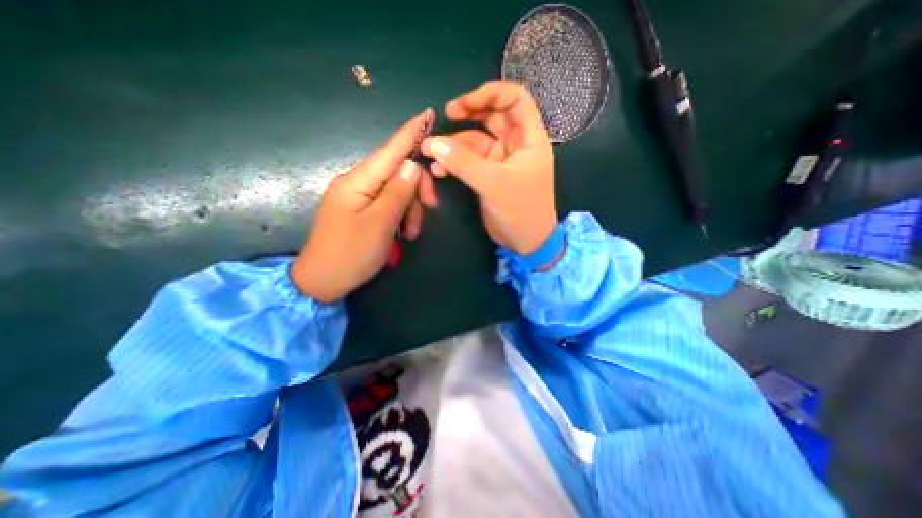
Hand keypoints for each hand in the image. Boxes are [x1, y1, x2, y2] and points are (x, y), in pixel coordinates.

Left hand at [296, 110, 438, 302]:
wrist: (322, 282)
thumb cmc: (350, 255)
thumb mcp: (380, 225)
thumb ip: (397, 193)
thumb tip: (412, 165)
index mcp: (358, 181)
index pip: (390, 150)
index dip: (410, 133)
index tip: (428, 113)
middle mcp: (358, 183)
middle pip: (397, 172)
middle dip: (417, 188)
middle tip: (430, 209)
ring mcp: (359, 197)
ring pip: (396, 190)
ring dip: (410, 207)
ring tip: (411, 233)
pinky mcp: (361, 209)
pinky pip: (388, 203)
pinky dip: (400, 215)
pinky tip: (404, 232)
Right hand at [420, 80, 556, 255]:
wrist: (525, 241)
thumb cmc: (520, 210)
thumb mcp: (493, 183)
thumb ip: (463, 162)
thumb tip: (433, 143)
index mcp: (529, 138)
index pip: (515, 99)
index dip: (491, 93)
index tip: (465, 104)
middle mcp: (515, 144)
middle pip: (492, 117)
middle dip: (468, 114)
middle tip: (445, 116)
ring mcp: (500, 161)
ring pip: (476, 141)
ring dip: (454, 145)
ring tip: (431, 152)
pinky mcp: (488, 176)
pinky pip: (469, 162)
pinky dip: (454, 163)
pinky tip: (439, 170)